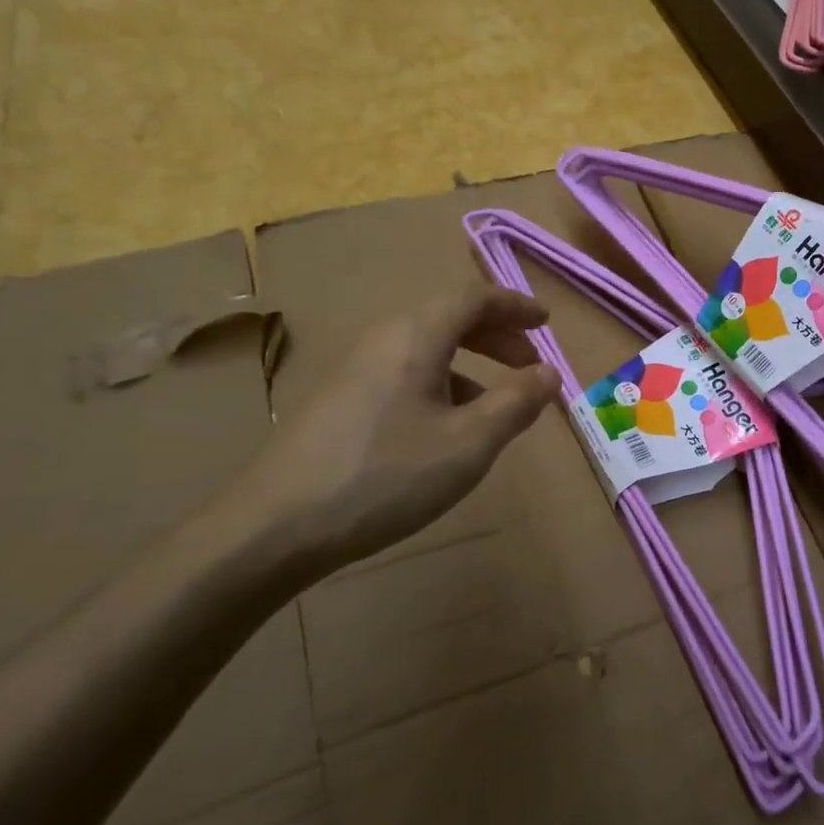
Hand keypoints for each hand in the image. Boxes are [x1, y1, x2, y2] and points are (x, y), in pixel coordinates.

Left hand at [215, 284, 559, 582]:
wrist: (274, 527)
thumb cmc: (385, 476)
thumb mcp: (468, 444)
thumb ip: (516, 403)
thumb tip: (549, 373)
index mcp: (415, 335)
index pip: (474, 297)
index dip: (516, 305)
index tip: (547, 323)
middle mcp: (383, 339)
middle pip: (449, 317)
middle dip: (497, 335)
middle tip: (530, 364)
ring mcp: (356, 369)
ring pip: (427, 348)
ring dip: (471, 364)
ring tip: (497, 404)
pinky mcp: (341, 400)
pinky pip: (405, 372)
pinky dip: (441, 383)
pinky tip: (446, 429)